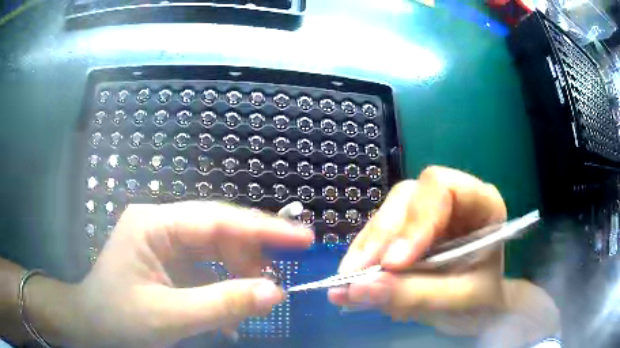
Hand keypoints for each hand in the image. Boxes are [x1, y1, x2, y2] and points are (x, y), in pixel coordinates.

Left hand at [64, 201, 312, 346]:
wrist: (92, 326)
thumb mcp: (168, 316)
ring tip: (258, 300)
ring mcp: (165, 245)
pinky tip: (232, 313)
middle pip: (218, 231)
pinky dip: (224, 289)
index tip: (302, 238)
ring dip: (239, 276)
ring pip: (216, 251)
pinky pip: (207, 270)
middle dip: (252, 255)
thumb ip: (222, 304)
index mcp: (153, 224)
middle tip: (281, 278)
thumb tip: (275, 293)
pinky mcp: (169, 264)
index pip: (216, 219)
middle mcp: (161, 225)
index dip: (262, 228)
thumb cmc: (119, 319)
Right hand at [328, 166, 507, 326]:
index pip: (442, 188)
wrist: (481, 308)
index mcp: (481, 204)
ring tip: (348, 282)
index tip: (393, 263)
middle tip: (356, 274)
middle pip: (407, 198)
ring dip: (365, 249)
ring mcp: (427, 216)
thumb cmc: (483, 300)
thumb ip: (416, 295)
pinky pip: (379, 236)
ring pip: (387, 215)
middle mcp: (451, 202)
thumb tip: (358, 289)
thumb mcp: (458, 301)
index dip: (415, 220)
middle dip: (380, 237)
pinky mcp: (408, 233)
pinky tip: (352, 279)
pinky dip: (363, 258)